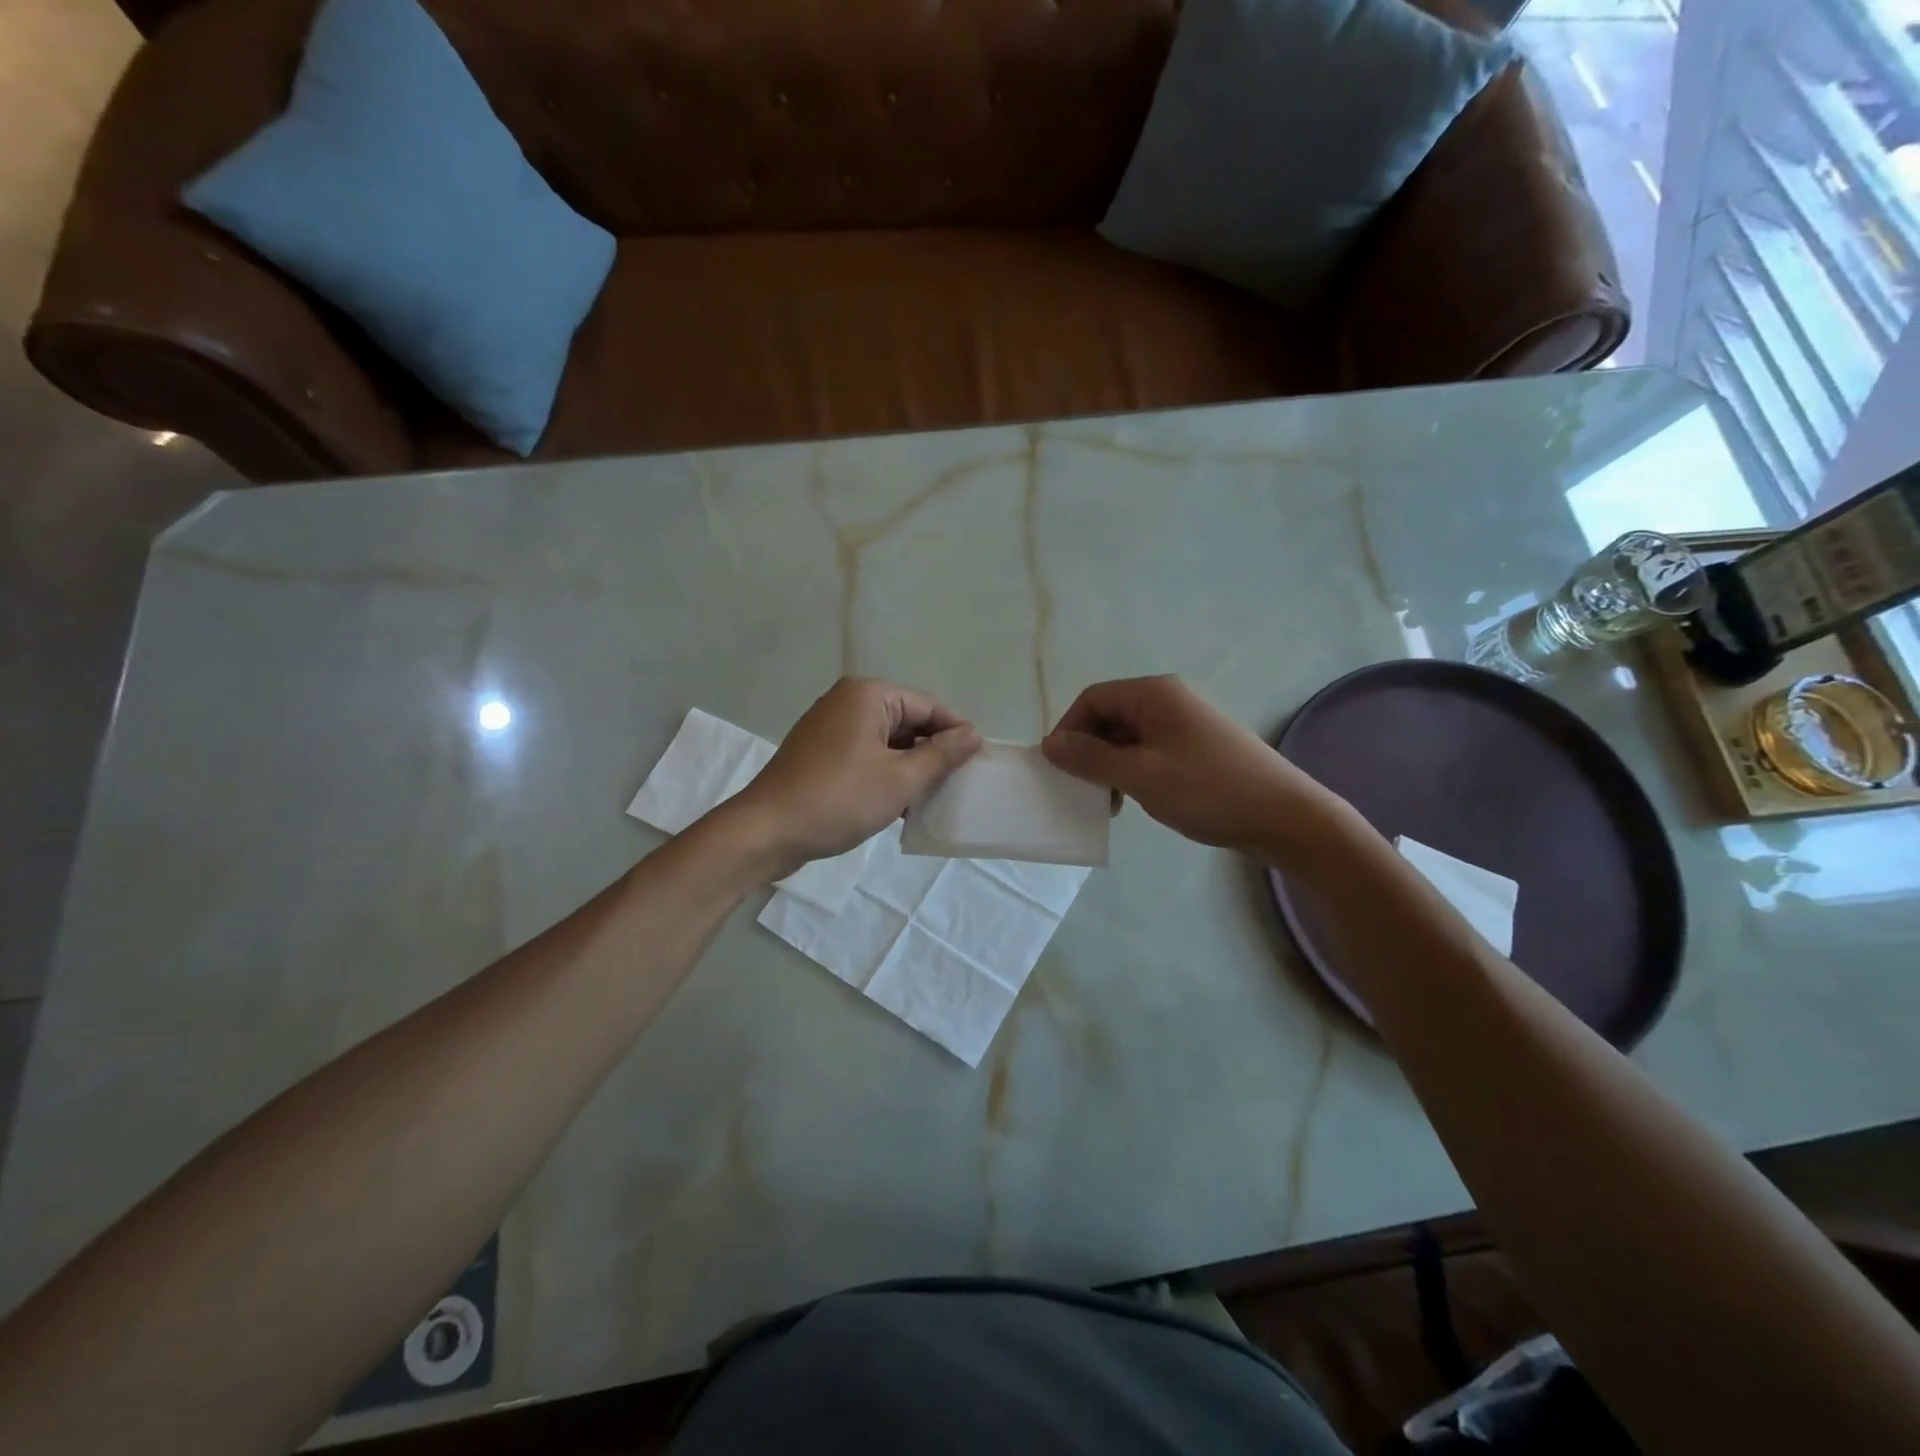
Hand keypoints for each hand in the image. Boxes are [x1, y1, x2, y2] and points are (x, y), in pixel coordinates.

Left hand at [728, 677, 981, 869]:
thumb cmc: (839, 799)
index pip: (928, 706)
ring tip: (932, 797)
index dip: (956, 732)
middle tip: (957, 783)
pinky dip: (884, 773)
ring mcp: (829, 726)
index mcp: (868, 695)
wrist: (767, 831)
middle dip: (932, 751)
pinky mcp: (818, 752)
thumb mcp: (900, 779)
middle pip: (906, 721)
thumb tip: (974, 734)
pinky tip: (900, 804)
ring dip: (909, 766)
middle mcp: (847, 701)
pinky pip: (864, 754)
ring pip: (886, 741)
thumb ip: (941, 755)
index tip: (979, 761)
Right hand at [1041, 675, 1338, 856]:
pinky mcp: (1196, 748)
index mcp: (1154, 694)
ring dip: (1110, 766)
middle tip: (1085, 789)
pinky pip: (1149, 751)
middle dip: (1090, 751)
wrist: (1284, 817)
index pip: (1093, 699)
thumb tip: (1050, 744)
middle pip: (1110, 716)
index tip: (1059, 768)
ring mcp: (1184, 724)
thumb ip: (1091, 759)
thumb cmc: (1208, 790)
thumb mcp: (1140, 775)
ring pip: (1128, 737)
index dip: (1069, 730)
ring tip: (1111, 801)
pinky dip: (1133, 772)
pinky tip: (1136, 799)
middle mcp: (1168, 700)